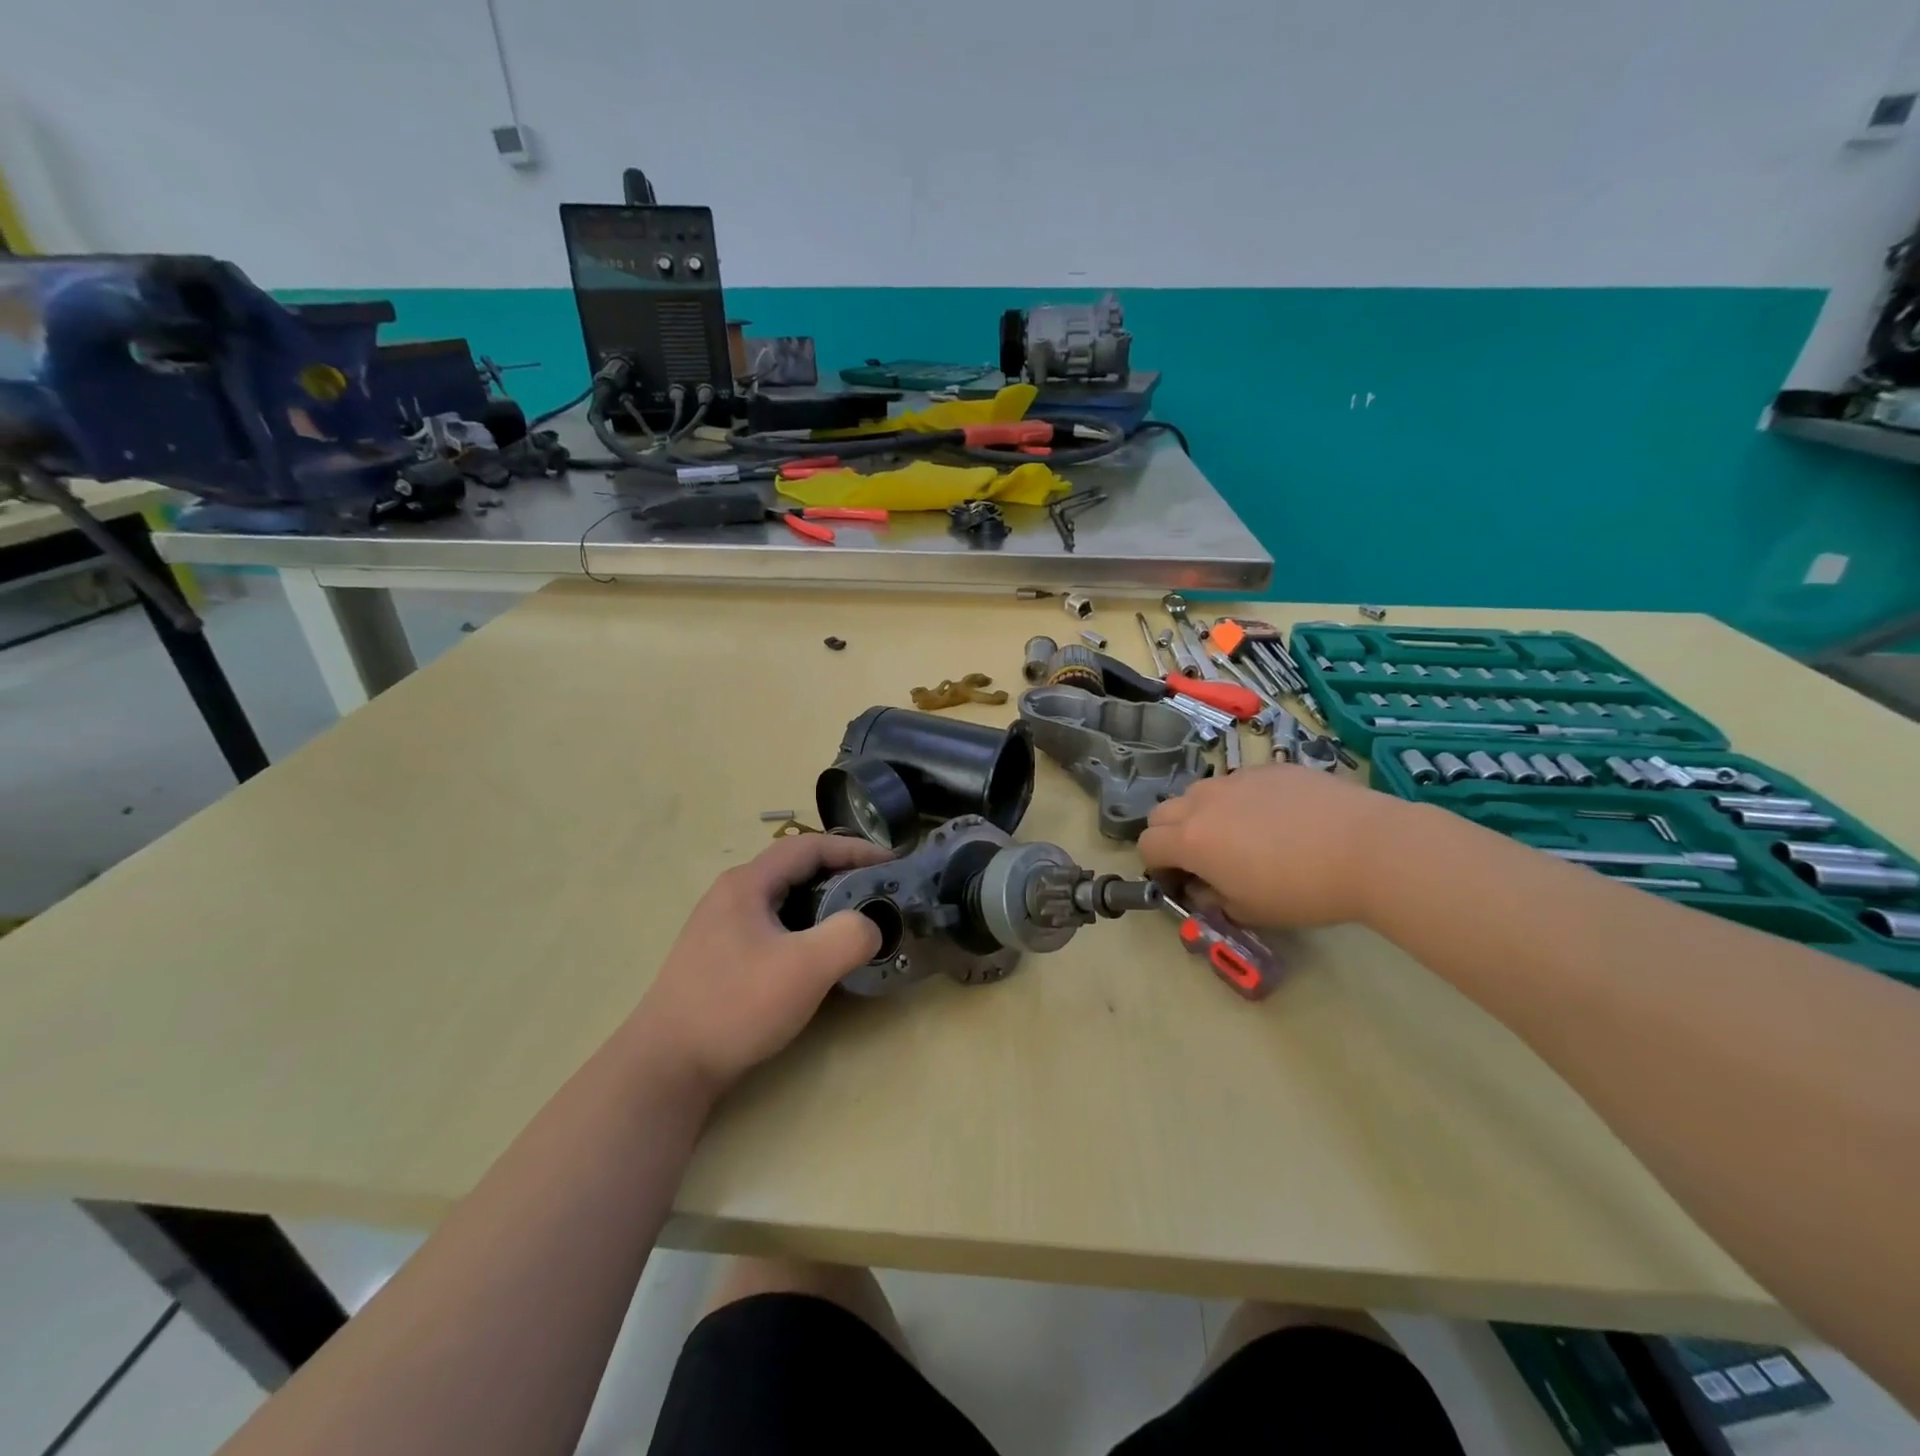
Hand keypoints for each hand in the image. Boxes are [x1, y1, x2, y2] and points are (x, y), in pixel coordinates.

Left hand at [631, 834, 893, 1092]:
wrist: (666, 1067)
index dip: (855, 849)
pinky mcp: (722, 957)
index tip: (892, 863)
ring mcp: (722, 927)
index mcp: (747, 884)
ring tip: (857, 923)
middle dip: (842, 874)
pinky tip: (818, 957)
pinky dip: (805, 929)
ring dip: (824, 903)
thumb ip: (849, 936)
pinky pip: (774, 927)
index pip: (809, 847)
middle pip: (796, 869)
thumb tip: (870, 927)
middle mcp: (732, 895)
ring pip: (785, 900)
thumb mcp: (804, 968)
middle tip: (879, 892)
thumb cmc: (736, 1006)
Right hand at [1137, 765, 1404, 928]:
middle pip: (1162, 813)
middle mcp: (1203, 802)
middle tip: (1200, 858)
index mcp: (1190, 840)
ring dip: (1202, 814)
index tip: (1179, 883)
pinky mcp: (1270, 767)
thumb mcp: (1250, 911)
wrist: (1367, 847)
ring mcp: (1237, 779)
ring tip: (1239, 835)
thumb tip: (1203, 889)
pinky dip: (1241, 800)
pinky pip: (1239, 782)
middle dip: (1169, 835)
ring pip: (1199, 793)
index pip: (1147, 846)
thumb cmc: (1302, 890)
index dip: (1156, 867)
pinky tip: (1279, 819)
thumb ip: (1213, 900)